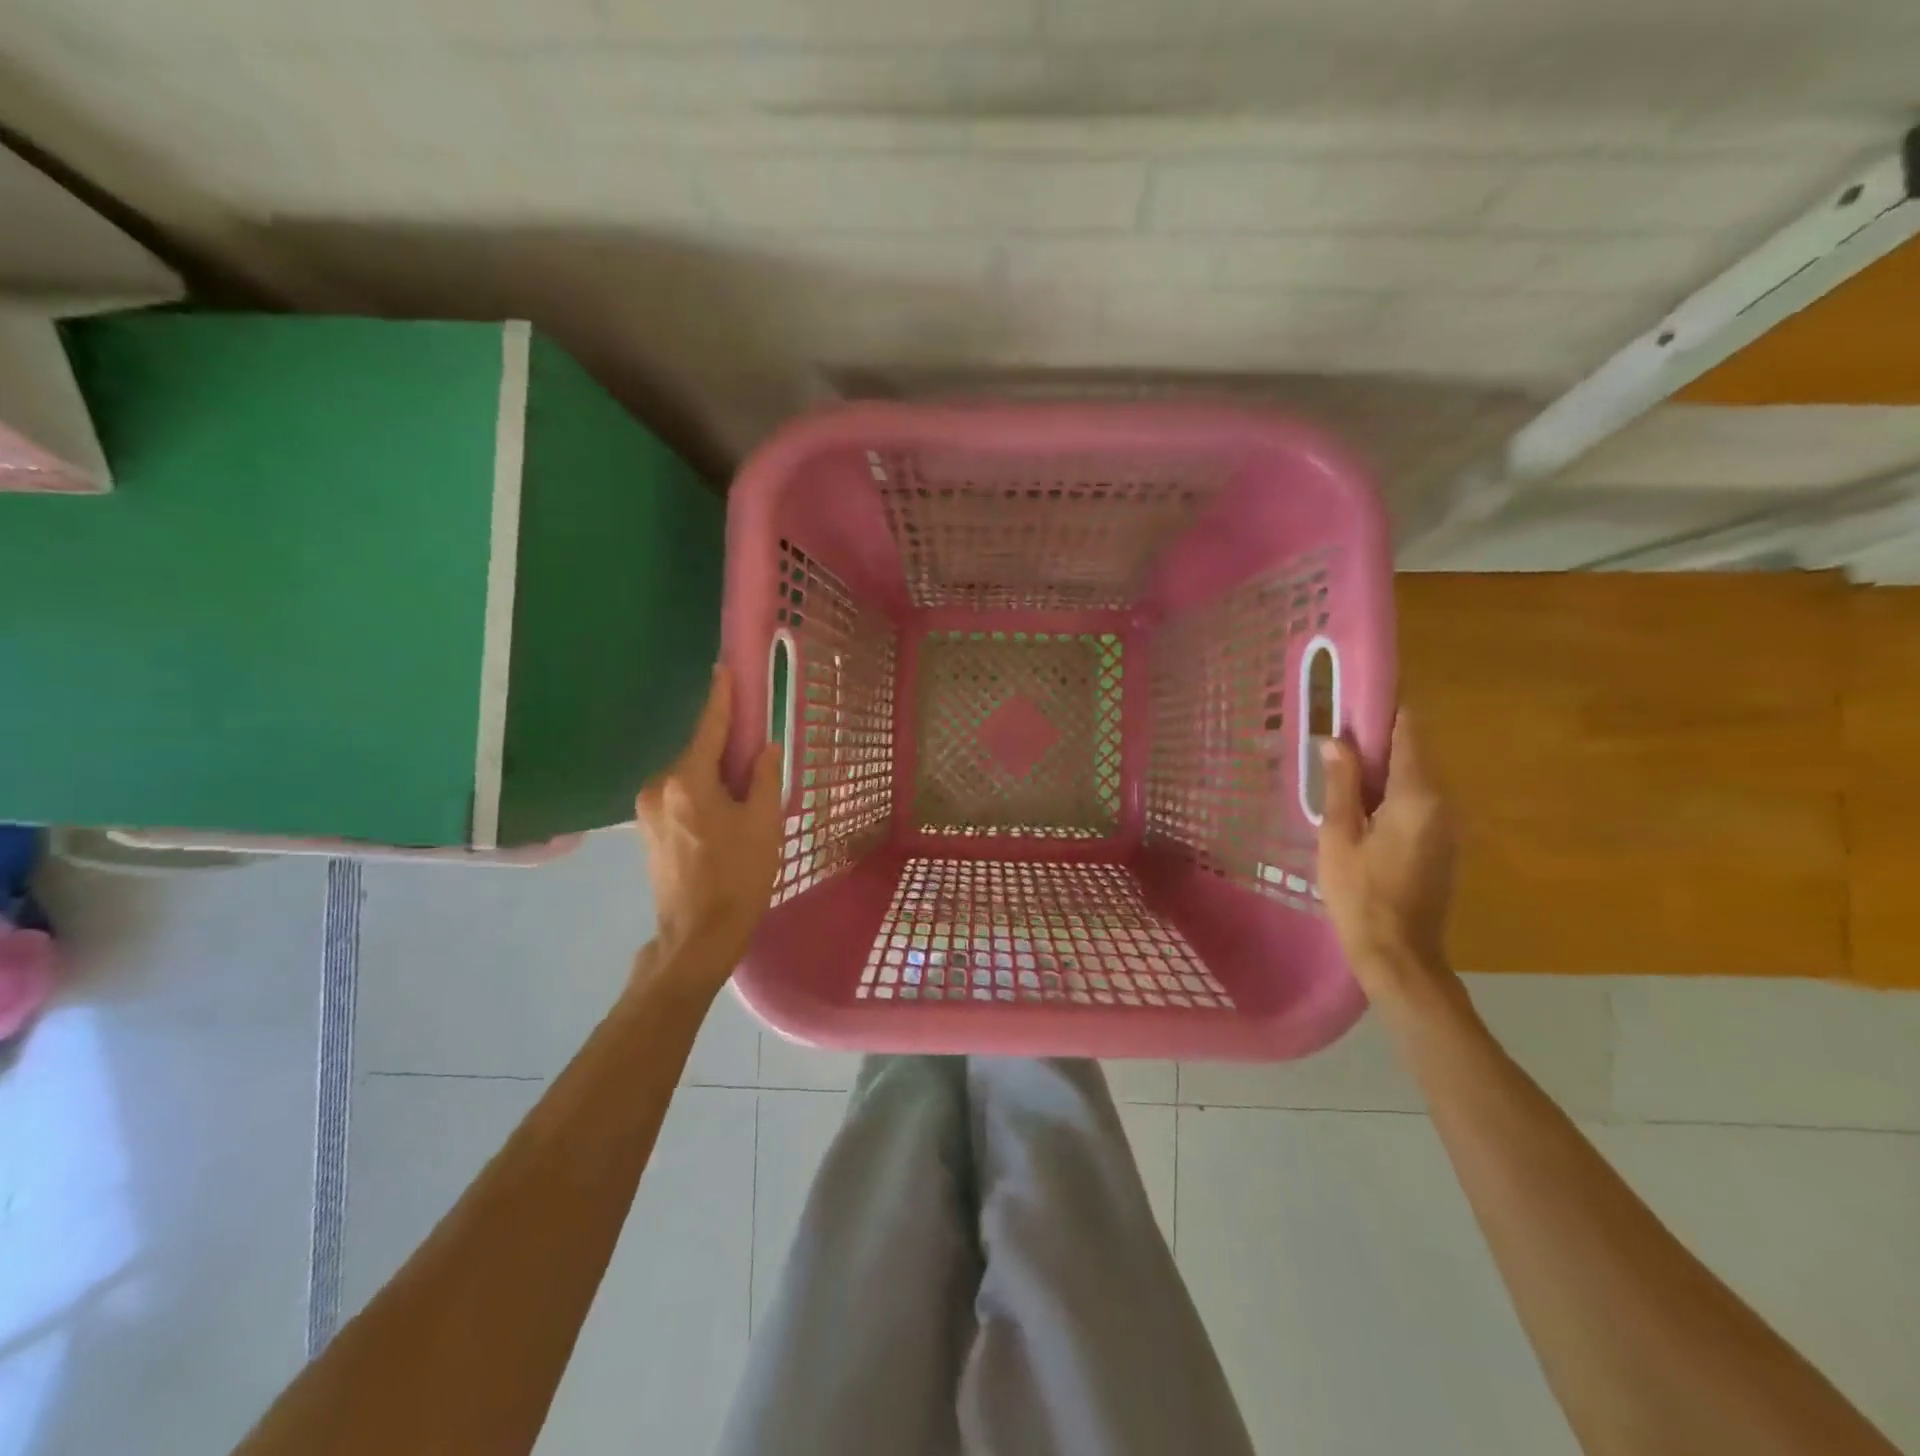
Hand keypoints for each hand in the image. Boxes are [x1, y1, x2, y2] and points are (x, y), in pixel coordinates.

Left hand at [634, 666, 783, 986]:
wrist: (697, 937)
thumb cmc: (738, 878)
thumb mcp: (764, 824)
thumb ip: (763, 777)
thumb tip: (764, 747)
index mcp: (688, 781)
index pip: (708, 727)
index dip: (721, 697)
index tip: (724, 668)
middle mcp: (659, 787)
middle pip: (698, 752)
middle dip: (725, 748)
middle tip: (754, 755)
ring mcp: (647, 809)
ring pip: (688, 776)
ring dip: (714, 775)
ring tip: (742, 799)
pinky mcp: (646, 829)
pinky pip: (679, 795)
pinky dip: (701, 794)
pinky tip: (722, 816)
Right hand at [1317, 711, 1460, 1010]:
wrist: (1398, 954)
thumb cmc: (1360, 892)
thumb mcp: (1338, 835)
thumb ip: (1340, 784)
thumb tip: (1336, 740)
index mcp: (1417, 795)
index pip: (1408, 732)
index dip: (1383, 709)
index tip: (1351, 700)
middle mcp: (1442, 802)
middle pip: (1412, 752)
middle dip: (1374, 740)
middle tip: (1331, 737)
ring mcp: (1446, 825)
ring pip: (1413, 778)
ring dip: (1379, 768)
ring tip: (1337, 769)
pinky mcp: (1441, 844)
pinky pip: (1416, 801)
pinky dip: (1389, 793)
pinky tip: (1357, 806)